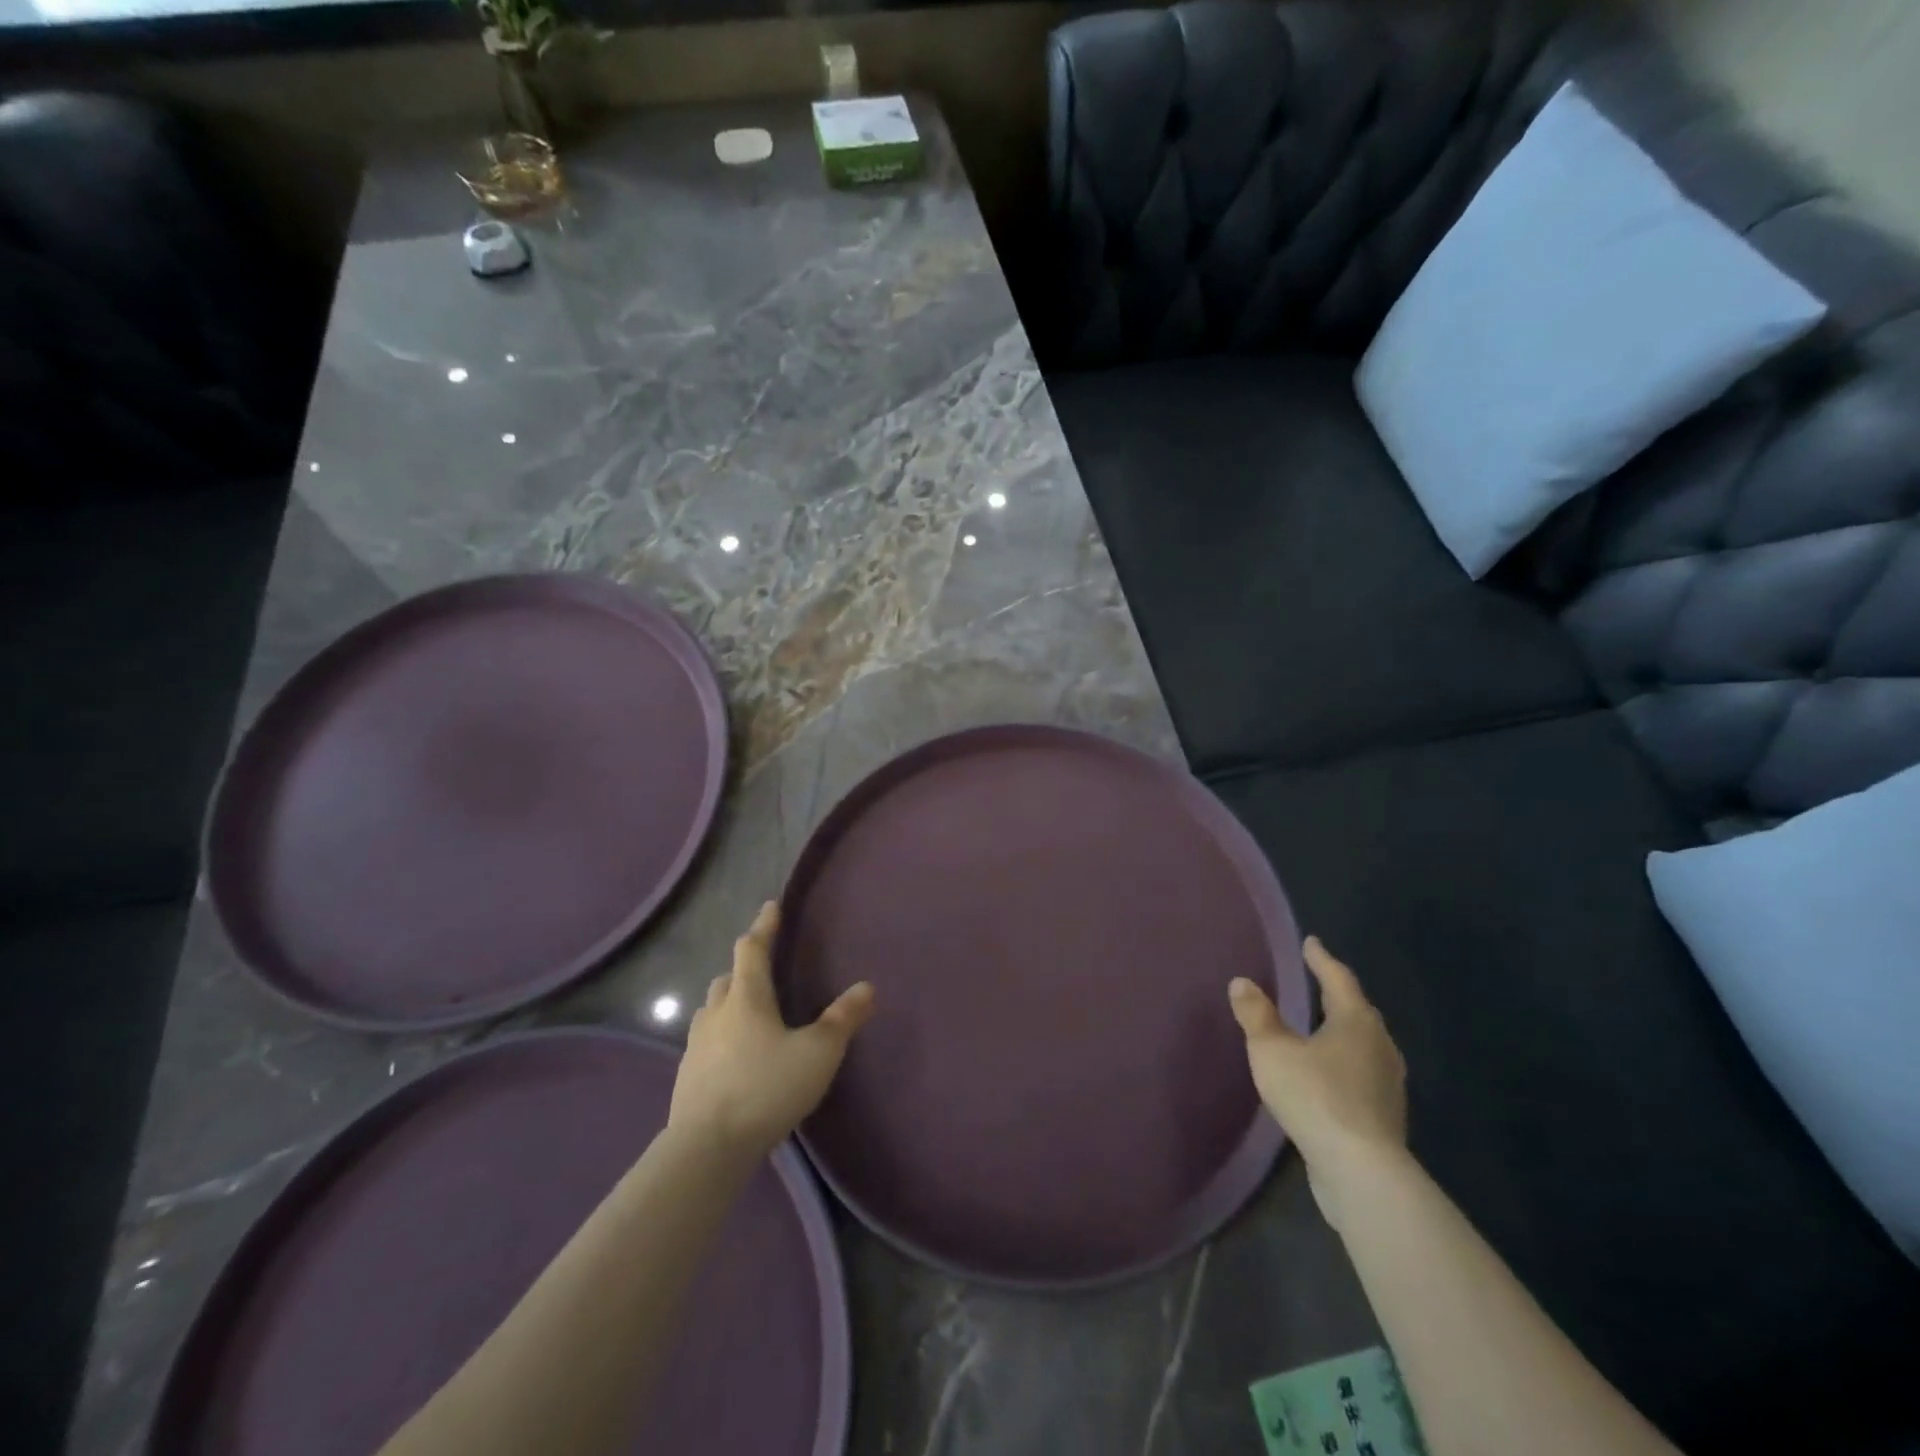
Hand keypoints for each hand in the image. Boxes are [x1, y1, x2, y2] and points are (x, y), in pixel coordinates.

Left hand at [668, 902, 875, 1161]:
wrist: (706, 1148)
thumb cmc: (766, 1089)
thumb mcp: (818, 1054)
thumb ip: (843, 1020)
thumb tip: (867, 986)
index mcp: (747, 998)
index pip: (752, 949)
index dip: (764, 926)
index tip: (771, 906)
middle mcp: (717, 1013)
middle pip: (728, 978)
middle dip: (745, 967)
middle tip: (763, 968)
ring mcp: (696, 1046)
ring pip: (712, 1009)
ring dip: (729, 1002)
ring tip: (748, 1012)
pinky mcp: (687, 1076)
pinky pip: (705, 1042)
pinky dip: (721, 1036)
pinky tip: (733, 1057)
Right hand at [1229, 937, 1407, 1226]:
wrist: (1361, 1171)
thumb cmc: (1315, 1096)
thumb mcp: (1272, 1050)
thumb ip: (1257, 1015)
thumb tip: (1242, 982)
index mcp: (1356, 1021)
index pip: (1338, 979)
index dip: (1321, 959)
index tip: (1311, 942)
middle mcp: (1379, 1045)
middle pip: (1358, 1010)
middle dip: (1337, 994)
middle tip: (1318, 981)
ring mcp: (1388, 1083)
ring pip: (1364, 1043)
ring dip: (1343, 1030)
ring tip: (1321, 1026)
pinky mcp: (1384, 1115)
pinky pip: (1363, 1073)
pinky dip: (1345, 1062)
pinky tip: (1329, 1073)